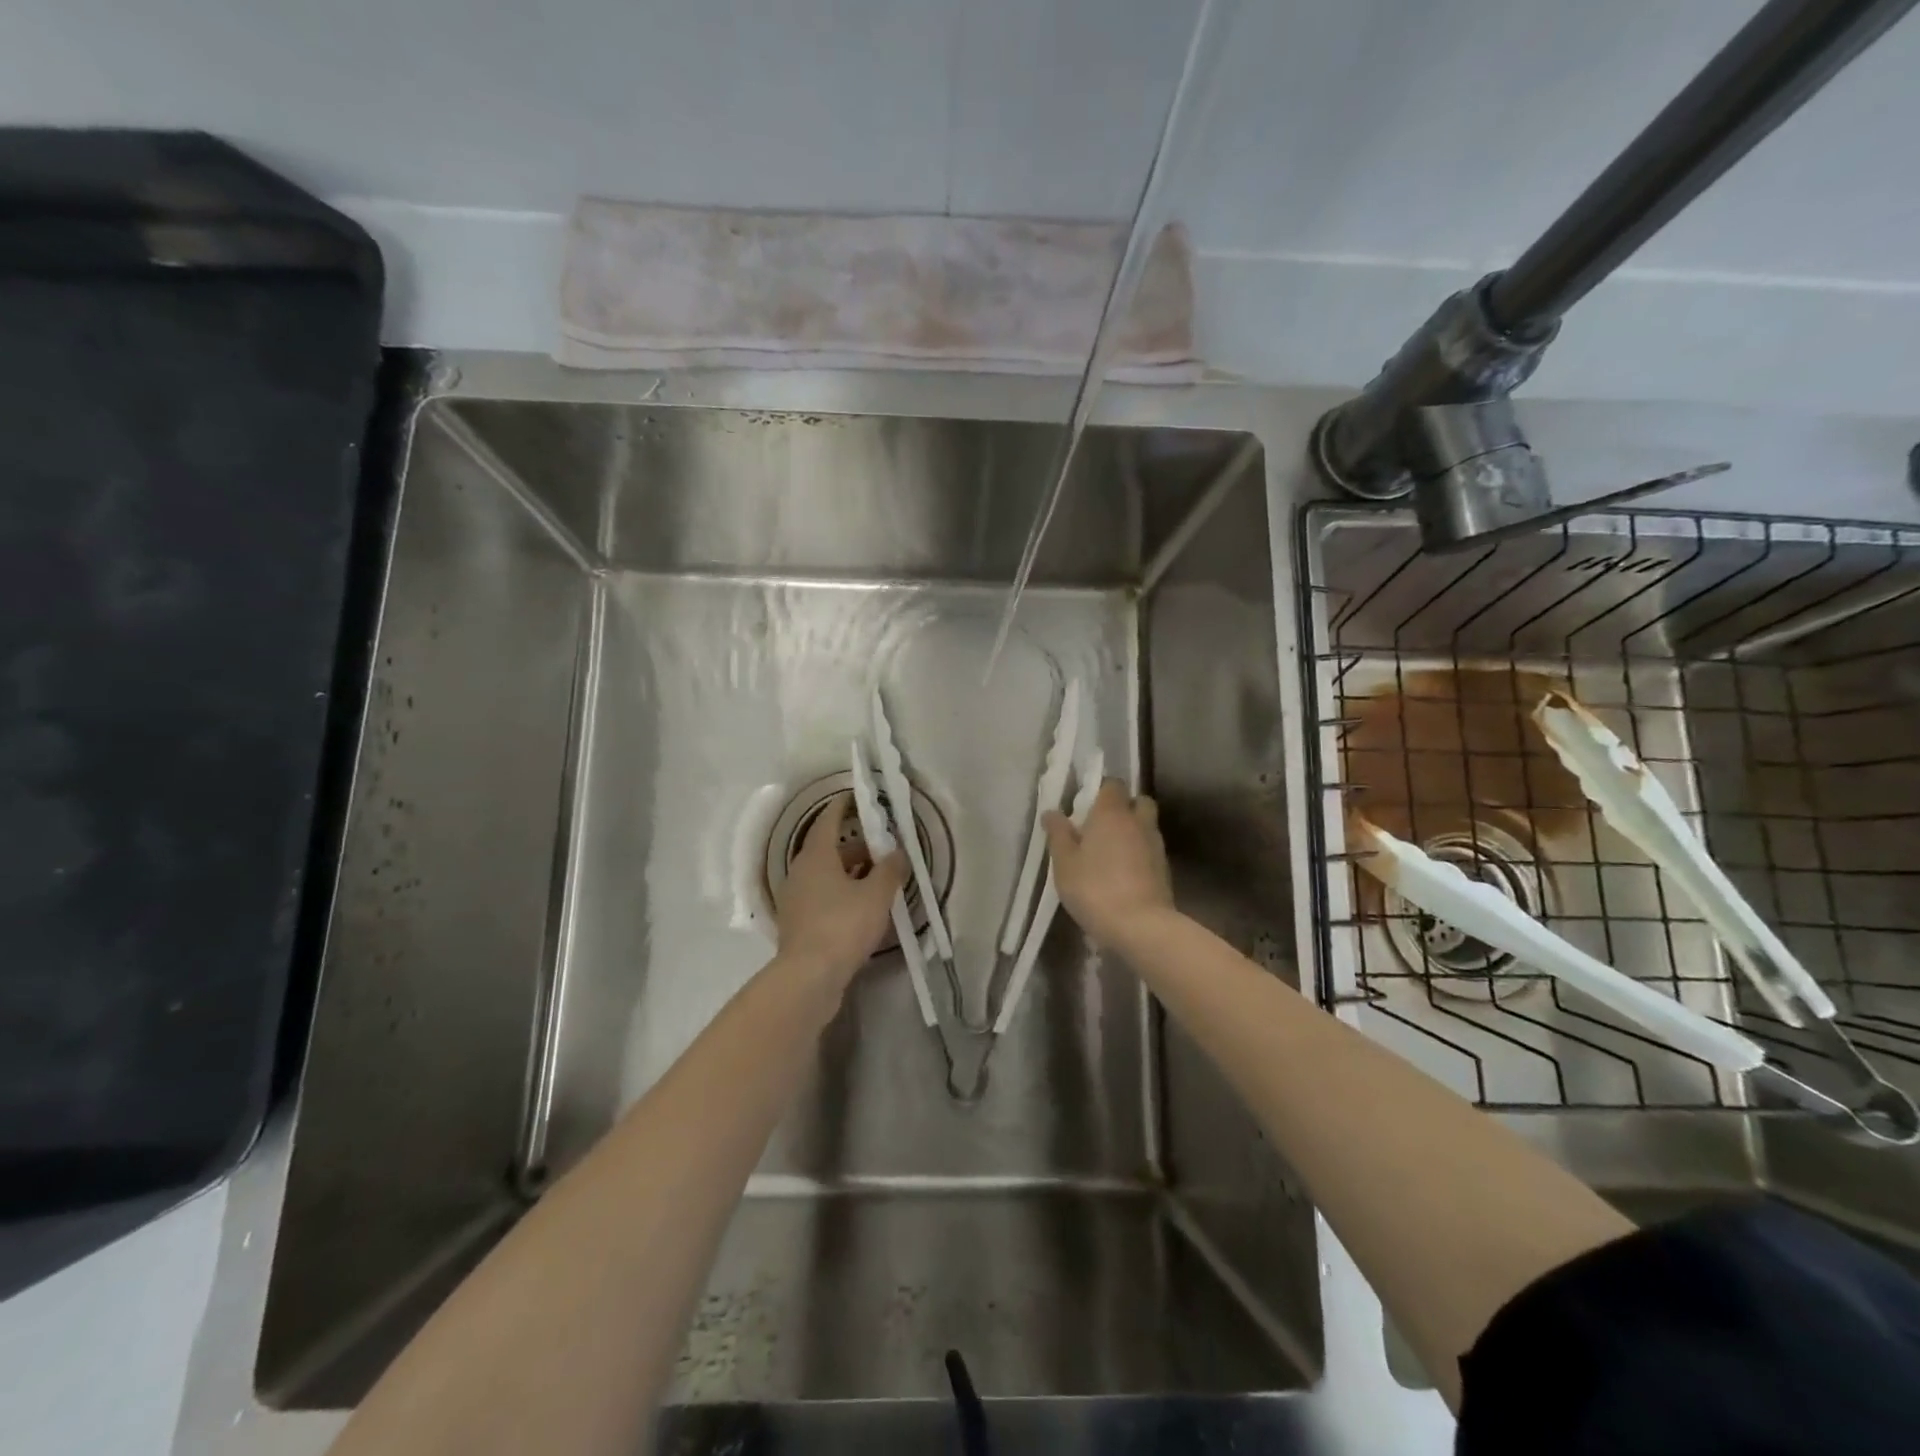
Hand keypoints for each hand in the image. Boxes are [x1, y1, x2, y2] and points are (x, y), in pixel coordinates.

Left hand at [776, 794, 907, 981]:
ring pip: (825, 875)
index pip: (828, 820)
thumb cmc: (843, 925)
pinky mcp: (798, 923)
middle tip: (881, 846)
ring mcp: (795, 899)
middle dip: (855, 846)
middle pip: (829, 849)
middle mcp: (800, 872)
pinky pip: (822, 897)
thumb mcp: (876, 895)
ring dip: (849, 872)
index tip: (856, 798)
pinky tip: (861, 906)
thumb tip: (898, 852)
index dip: (843, 807)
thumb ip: (890, 870)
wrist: (809, 977)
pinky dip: (841, 893)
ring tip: (877, 877)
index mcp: (816, 856)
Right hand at [1043, 779, 1172, 946]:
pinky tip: (1123, 873)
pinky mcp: (1165, 869)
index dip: (1100, 790)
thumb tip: (1051, 812)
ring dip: (1132, 832)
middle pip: (1138, 801)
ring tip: (1111, 852)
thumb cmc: (1095, 888)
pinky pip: (1150, 850)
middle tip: (1101, 826)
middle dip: (1124, 807)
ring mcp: (1156, 845)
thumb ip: (1058, 834)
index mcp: (1112, 813)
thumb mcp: (1064, 863)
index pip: (1113, 784)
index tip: (1085, 805)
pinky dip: (1139, 854)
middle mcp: (1138, 822)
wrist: (1141, 926)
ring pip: (1146, 826)